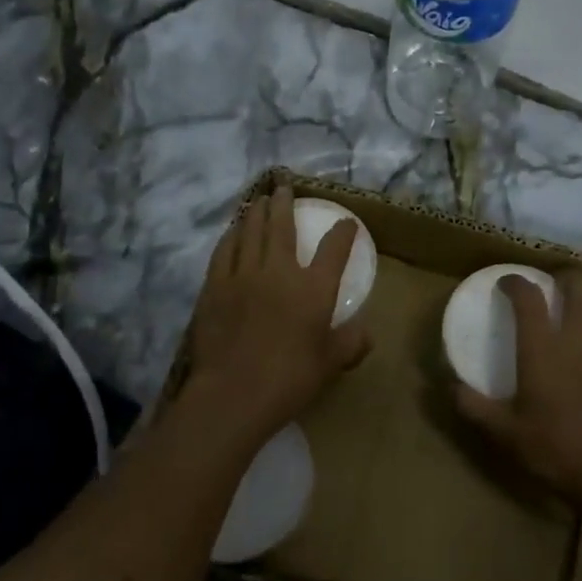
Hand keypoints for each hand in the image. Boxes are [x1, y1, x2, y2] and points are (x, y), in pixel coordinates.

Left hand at [184, 184, 370, 440]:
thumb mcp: (330, 364)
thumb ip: (350, 343)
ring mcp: (243, 276)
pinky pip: (224, 251)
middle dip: (285, 204)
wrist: (233, 393)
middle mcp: (279, 272)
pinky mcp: (215, 287)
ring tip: (259, 201)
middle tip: (283, 187)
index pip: (333, 250)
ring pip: (250, 232)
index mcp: (313, 289)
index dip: (342, 233)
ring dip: (256, 213)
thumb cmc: (289, 380)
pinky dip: (230, 236)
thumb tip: (366, 332)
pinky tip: (232, 232)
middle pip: (281, 227)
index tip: (347, 223)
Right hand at [454, 270, 581, 507]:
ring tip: (565, 314)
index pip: (529, 297)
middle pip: (578, 287)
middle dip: (562, 278)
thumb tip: (450, 387)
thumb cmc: (555, 448)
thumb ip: (474, 406)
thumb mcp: (504, 433)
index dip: (516, 282)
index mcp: (542, 348)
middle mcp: (575, 339)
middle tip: (547, 287)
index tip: (504, 283)